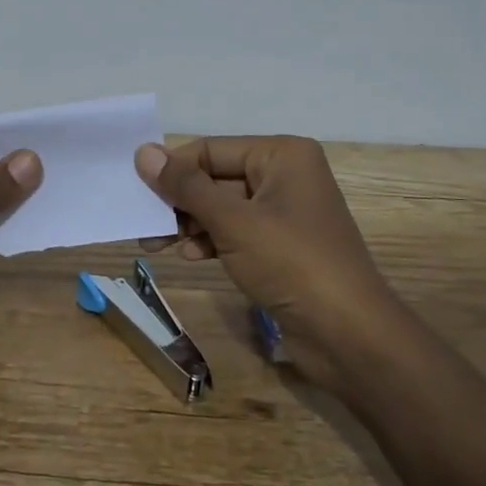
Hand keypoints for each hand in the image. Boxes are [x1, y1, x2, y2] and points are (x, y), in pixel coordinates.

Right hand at [135, 136, 394, 387]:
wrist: (350, 335)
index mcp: (282, 154)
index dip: (172, 170)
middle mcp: (285, 175)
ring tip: (156, 244)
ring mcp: (285, 212)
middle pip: (215, 178)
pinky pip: (236, 231)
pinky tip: (191, 256)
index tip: (135, 193)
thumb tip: (143, 152)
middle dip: (179, 202)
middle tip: (142, 224)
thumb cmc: (292, 264)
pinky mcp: (282, 245)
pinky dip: (212, 240)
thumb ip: (186, 187)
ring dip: (190, 224)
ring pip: (222, 207)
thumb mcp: (233, 222)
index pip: (210, 150)